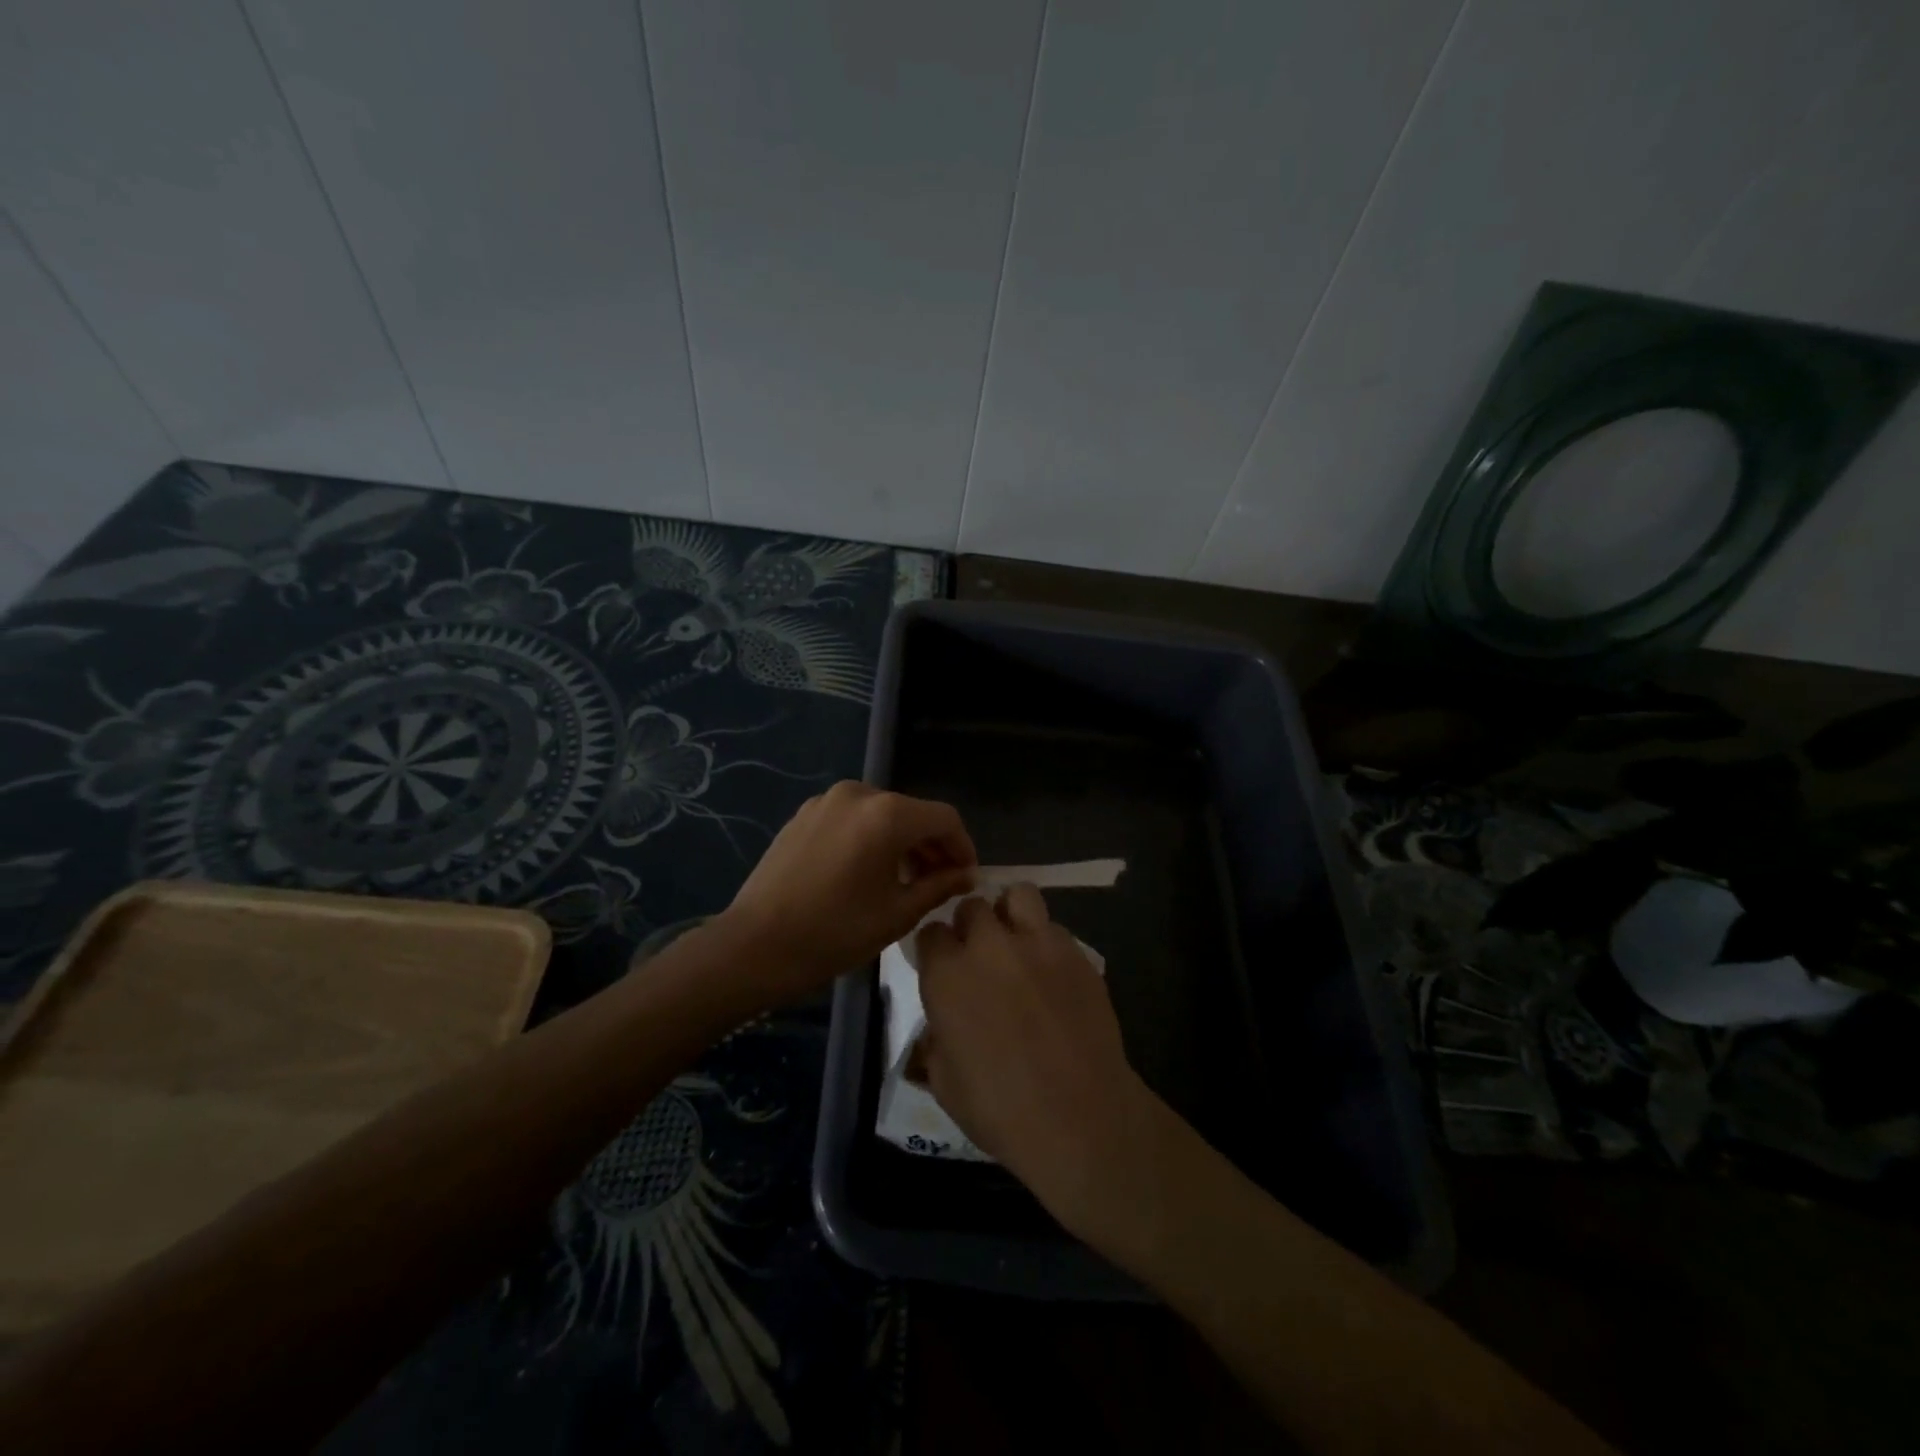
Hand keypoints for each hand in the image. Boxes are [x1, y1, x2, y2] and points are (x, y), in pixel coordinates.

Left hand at [721, 781, 976, 1002]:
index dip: (963, 846)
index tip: (966, 877)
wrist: (754, 945)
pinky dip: (870, 837)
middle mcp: (859, 793)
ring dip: (901, 841)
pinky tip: (866, 872)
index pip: (944, 818)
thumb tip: (965, 875)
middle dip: (932, 845)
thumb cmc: (834, 932)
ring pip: (882, 814)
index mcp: (887, 814)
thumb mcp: (897, 914)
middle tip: (940, 883)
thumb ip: (939, 886)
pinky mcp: (803, 814)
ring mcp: (826, 800)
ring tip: (906, 880)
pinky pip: (852, 818)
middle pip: (912, 812)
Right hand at [916, 886, 1158, 1235]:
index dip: (935, 949)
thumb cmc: (999, 1109)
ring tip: (1017, 943)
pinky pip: (1054, 928)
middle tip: (980, 957)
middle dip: (971, 926)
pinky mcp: (1076, 952)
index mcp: (947, 974)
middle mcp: (988, 946)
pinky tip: (1053, 973)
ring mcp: (1036, 943)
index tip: (942, 967)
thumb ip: (935, 1040)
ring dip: (1010, 913)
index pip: (930, 932)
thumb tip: (940, 1028)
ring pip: (1018, 895)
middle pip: (972, 906)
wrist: (1079, 1116)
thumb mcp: (944, 1082)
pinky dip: (1047, 941)